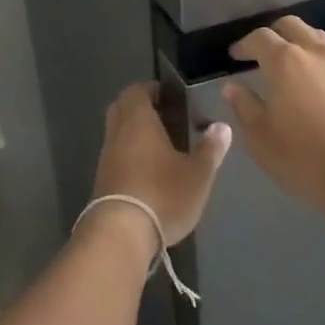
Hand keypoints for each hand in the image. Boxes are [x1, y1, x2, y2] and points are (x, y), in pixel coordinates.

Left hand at [86, 83, 232, 255]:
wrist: (120, 235)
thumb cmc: (162, 195)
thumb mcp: (197, 174)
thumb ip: (210, 149)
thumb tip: (222, 127)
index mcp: (138, 122)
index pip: (136, 90)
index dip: (151, 89)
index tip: (170, 96)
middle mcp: (117, 134)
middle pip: (121, 108)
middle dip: (140, 108)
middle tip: (166, 118)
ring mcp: (106, 159)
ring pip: (117, 134)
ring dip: (134, 135)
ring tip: (162, 148)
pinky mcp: (102, 182)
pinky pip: (116, 157)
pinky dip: (129, 156)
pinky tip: (149, 173)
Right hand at [223, 15, 324, 210]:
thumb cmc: (306, 158)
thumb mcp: (261, 138)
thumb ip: (244, 106)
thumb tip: (233, 86)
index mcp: (286, 61)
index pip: (259, 38)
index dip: (244, 45)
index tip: (235, 56)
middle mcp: (316, 53)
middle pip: (291, 26)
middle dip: (273, 35)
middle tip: (262, 54)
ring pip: (318, 38)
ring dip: (300, 44)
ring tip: (292, 67)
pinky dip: (322, 63)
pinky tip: (320, 88)